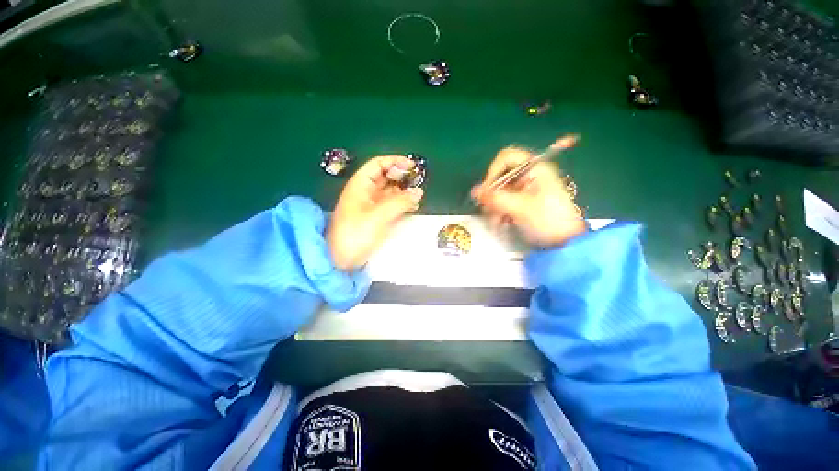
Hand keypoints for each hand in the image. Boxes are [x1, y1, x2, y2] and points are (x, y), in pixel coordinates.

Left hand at [327, 155, 423, 271]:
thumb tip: (419, 191)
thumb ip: (399, 202)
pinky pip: (392, 205)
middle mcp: (366, 192)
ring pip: (391, 191)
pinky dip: (403, 203)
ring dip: (404, 191)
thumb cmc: (355, 234)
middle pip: (386, 177)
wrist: (342, 260)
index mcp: (360, 185)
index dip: (395, 162)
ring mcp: (372, 205)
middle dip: (402, 176)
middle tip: (419, 181)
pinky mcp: (377, 218)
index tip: (412, 166)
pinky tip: (413, 206)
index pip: (378, 164)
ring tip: (419, 195)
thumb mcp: (378, 216)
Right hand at [471, 147, 585, 247]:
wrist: (566, 241)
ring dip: (494, 206)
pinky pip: (505, 200)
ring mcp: (527, 188)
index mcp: (535, 168)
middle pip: (501, 176)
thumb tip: (474, 191)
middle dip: (492, 194)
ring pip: (500, 191)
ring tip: (496, 222)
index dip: (493, 171)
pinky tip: (501, 223)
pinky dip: (500, 211)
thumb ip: (495, 198)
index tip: (488, 190)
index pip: (506, 157)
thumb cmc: (547, 220)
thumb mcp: (520, 208)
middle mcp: (529, 174)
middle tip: (490, 211)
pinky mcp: (524, 200)